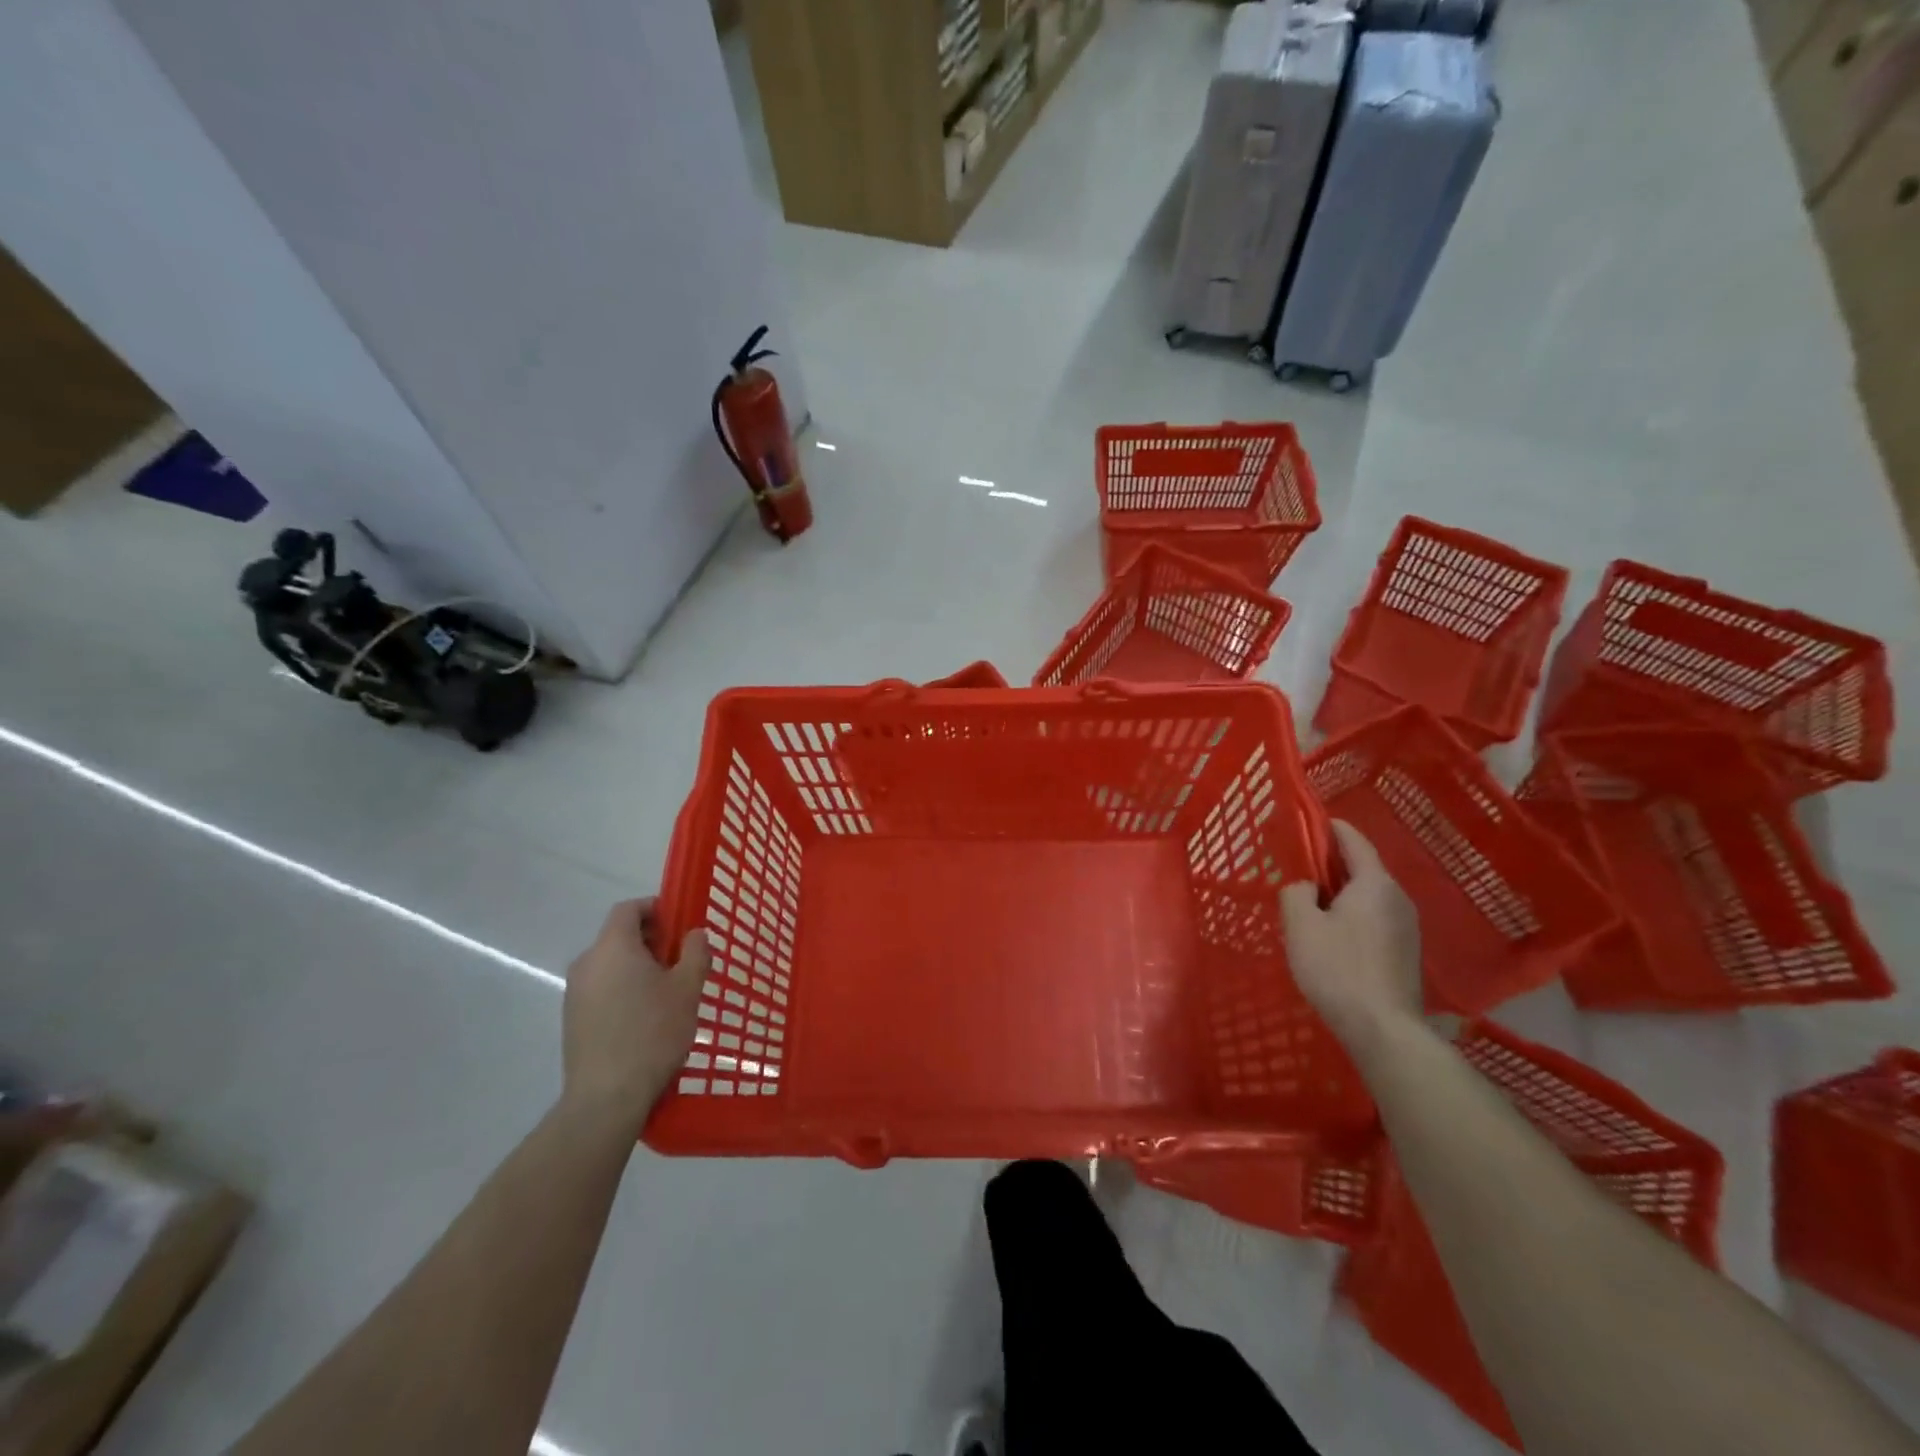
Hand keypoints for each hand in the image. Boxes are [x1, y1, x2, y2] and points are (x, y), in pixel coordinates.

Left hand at [562, 897, 710, 1128]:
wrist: (606, 1097)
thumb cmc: (652, 1033)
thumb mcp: (687, 989)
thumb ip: (695, 953)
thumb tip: (695, 933)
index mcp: (613, 946)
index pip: (628, 908)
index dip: (655, 908)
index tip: (679, 924)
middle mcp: (587, 962)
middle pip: (619, 936)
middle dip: (651, 940)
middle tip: (680, 960)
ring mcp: (574, 993)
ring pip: (610, 964)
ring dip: (637, 967)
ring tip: (666, 992)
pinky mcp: (572, 1020)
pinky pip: (601, 989)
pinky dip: (622, 989)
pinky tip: (644, 1018)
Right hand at [1280, 821, 1422, 1053]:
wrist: (1383, 1029)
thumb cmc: (1337, 969)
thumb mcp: (1301, 926)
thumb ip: (1296, 893)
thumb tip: (1304, 886)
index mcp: (1375, 883)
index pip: (1354, 840)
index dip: (1329, 828)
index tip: (1305, 823)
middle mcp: (1398, 898)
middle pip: (1363, 868)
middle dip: (1331, 863)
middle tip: (1298, 868)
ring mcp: (1408, 927)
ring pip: (1369, 895)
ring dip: (1341, 892)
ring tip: (1310, 902)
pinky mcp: (1406, 951)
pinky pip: (1375, 918)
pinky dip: (1353, 914)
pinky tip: (1332, 933)